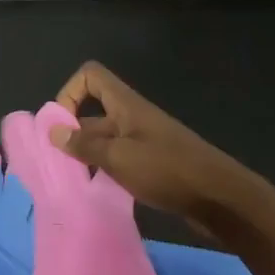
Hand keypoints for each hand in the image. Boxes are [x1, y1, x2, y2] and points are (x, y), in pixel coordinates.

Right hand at [50, 62, 263, 229]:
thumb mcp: (119, 157)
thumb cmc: (168, 170)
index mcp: (126, 106)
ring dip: (86, 156)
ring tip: (72, 182)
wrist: (221, 198)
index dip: (70, 93)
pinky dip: (104, 171)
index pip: (91, 77)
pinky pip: (118, 159)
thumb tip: (53, 131)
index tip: (61, 126)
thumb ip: (85, 145)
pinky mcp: (152, 164)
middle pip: (93, 112)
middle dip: (71, 133)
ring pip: (104, 139)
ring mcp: (143, 141)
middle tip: (56, 164)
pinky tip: (97, 192)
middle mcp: (133, 118)